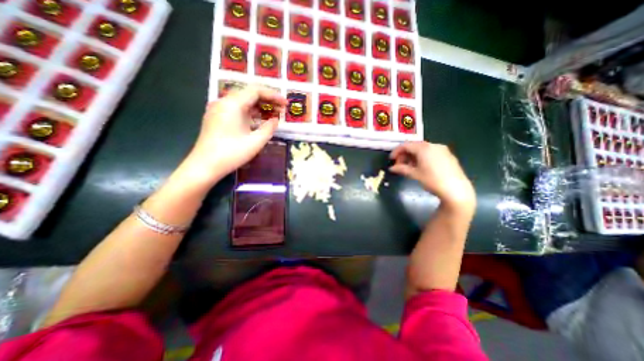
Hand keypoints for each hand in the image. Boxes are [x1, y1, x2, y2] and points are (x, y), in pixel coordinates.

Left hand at [181, 85, 283, 183]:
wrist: (205, 166)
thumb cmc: (232, 153)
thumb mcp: (256, 141)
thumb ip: (269, 128)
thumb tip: (275, 120)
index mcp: (233, 104)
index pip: (256, 90)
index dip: (273, 95)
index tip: (285, 103)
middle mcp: (224, 102)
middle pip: (249, 94)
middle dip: (267, 100)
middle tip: (281, 109)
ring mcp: (218, 110)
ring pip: (242, 102)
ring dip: (259, 107)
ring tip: (273, 115)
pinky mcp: (216, 118)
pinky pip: (236, 110)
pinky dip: (250, 113)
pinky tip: (258, 121)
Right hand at [390, 141, 473, 211]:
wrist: (456, 190)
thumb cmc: (432, 181)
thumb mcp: (414, 174)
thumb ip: (401, 169)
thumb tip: (392, 168)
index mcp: (424, 148)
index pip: (406, 145)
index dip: (396, 151)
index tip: (391, 159)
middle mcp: (433, 145)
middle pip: (414, 146)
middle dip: (404, 154)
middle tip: (399, 165)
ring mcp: (442, 150)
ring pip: (422, 149)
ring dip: (413, 156)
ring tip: (408, 167)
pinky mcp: (448, 155)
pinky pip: (431, 152)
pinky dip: (422, 157)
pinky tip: (420, 167)